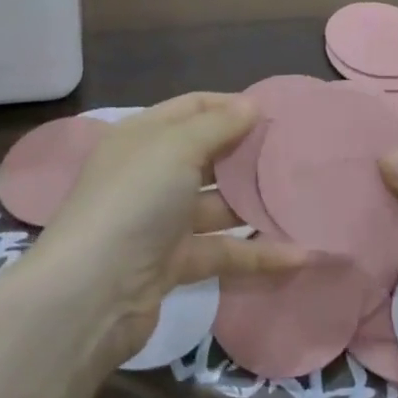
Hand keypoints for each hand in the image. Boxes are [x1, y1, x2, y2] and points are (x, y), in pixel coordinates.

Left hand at [39, 93, 308, 361]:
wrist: (92, 292)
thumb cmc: (135, 201)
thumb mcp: (175, 148)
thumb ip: (217, 126)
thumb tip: (251, 105)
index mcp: (144, 137)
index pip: (193, 108)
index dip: (231, 106)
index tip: (277, 114)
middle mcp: (151, 174)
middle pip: (208, 155)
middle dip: (249, 154)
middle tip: (298, 155)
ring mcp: (162, 221)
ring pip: (218, 206)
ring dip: (256, 205)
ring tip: (306, 201)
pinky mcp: (174, 262)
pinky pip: (223, 251)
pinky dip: (256, 254)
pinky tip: (299, 255)